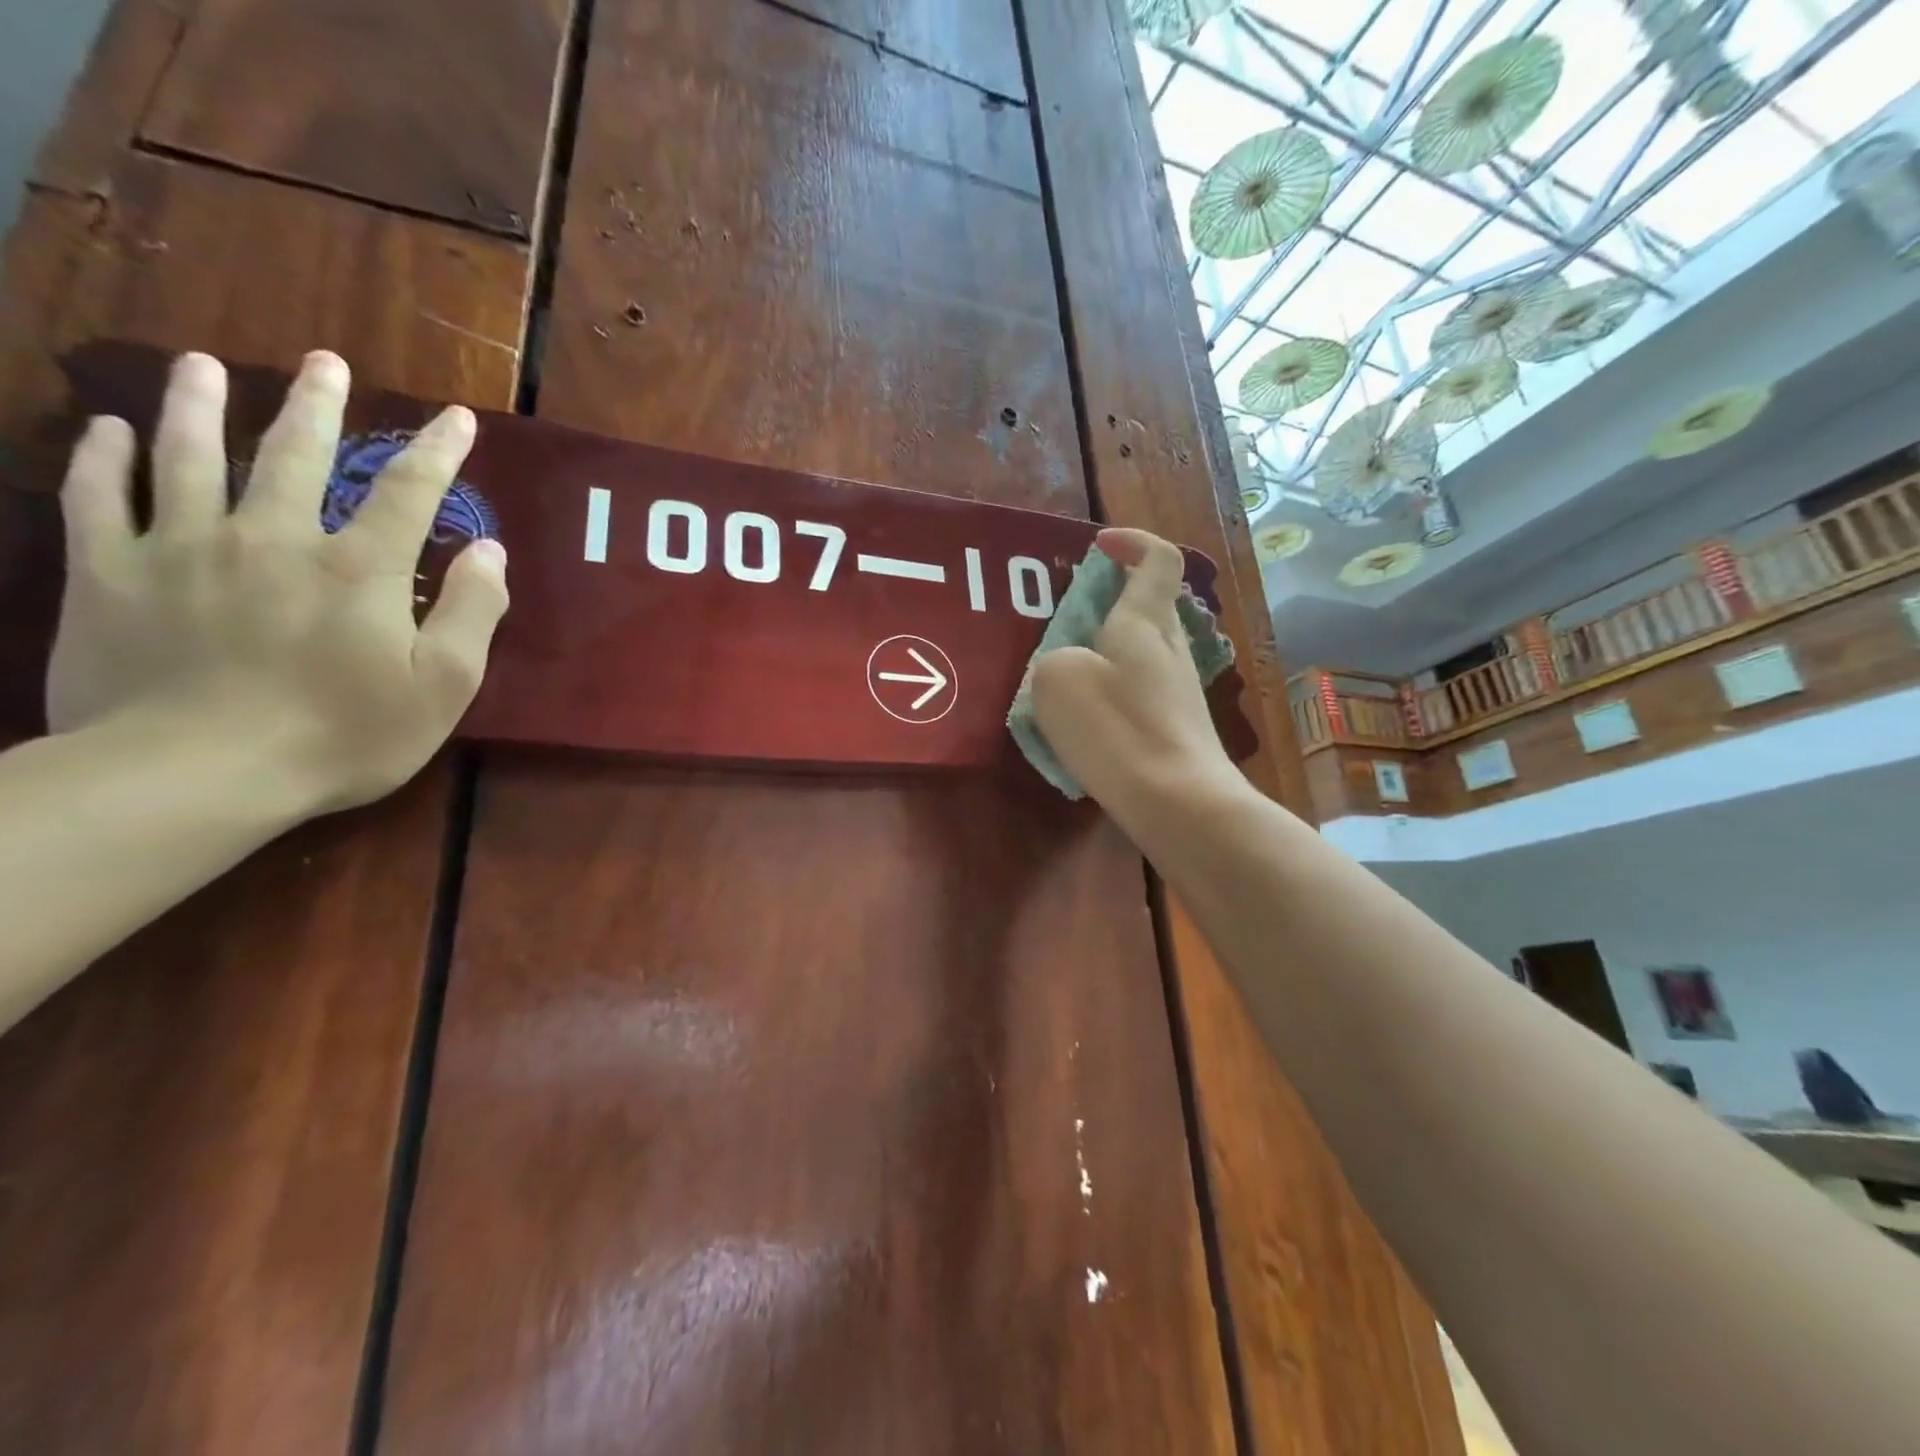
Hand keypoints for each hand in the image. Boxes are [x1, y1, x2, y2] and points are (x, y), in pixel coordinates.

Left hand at [47, 350, 509, 813]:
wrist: (194, 775)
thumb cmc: (342, 736)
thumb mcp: (442, 686)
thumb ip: (473, 612)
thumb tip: (489, 550)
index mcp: (358, 569)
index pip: (407, 491)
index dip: (437, 451)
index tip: (456, 417)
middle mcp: (272, 538)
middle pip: (295, 454)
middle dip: (316, 405)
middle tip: (325, 362)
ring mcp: (183, 549)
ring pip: (189, 457)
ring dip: (198, 405)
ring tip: (202, 366)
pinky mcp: (109, 574)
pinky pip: (97, 499)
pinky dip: (104, 459)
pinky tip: (110, 430)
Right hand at [1030, 527, 1237, 815]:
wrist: (1179, 804)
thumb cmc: (1118, 730)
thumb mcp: (1058, 681)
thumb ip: (1054, 659)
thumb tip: (1066, 669)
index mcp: (1146, 622)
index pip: (1158, 559)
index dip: (1132, 542)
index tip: (1098, 546)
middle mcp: (1171, 649)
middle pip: (1148, 606)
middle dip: (1107, 602)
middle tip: (1063, 620)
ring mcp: (1179, 691)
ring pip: (1141, 652)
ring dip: (1103, 652)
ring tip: (1063, 677)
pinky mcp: (1177, 728)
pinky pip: (1138, 691)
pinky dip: (1110, 691)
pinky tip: (1085, 724)